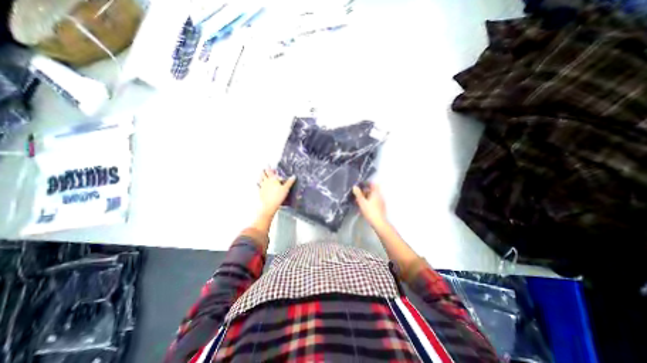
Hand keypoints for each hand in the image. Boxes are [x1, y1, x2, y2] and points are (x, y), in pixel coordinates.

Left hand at [260, 169, 295, 216]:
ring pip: (260, 179)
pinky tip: (258, 184)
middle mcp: (266, 181)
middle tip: (264, 168)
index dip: (269, 167)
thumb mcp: (286, 188)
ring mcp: (262, 186)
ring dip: (261, 176)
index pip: (270, 171)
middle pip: (263, 174)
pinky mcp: (261, 191)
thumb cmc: (278, 196)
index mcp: (272, 179)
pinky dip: (258, 184)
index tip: (268, 164)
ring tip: (261, 174)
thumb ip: (289, 182)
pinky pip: (258, 186)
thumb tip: (294, 176)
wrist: (270, 205)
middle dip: (264, 171)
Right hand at [352, 183, 384, 227]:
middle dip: (364, 192)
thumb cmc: (370, 211)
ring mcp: (381, 202)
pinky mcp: (381, 208)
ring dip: (365, 198)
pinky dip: (368, 203)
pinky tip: (362, 209)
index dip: (367, 183)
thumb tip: (355, 187)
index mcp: (376, 193)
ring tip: (358, 203)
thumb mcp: (362, 202)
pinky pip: (373, 203)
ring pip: (372, 197)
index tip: (361, 184)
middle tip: (357, 195)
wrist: (379, 223)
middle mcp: (379, 196)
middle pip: (372, 191)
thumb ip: (358, 194)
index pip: (373, 184)